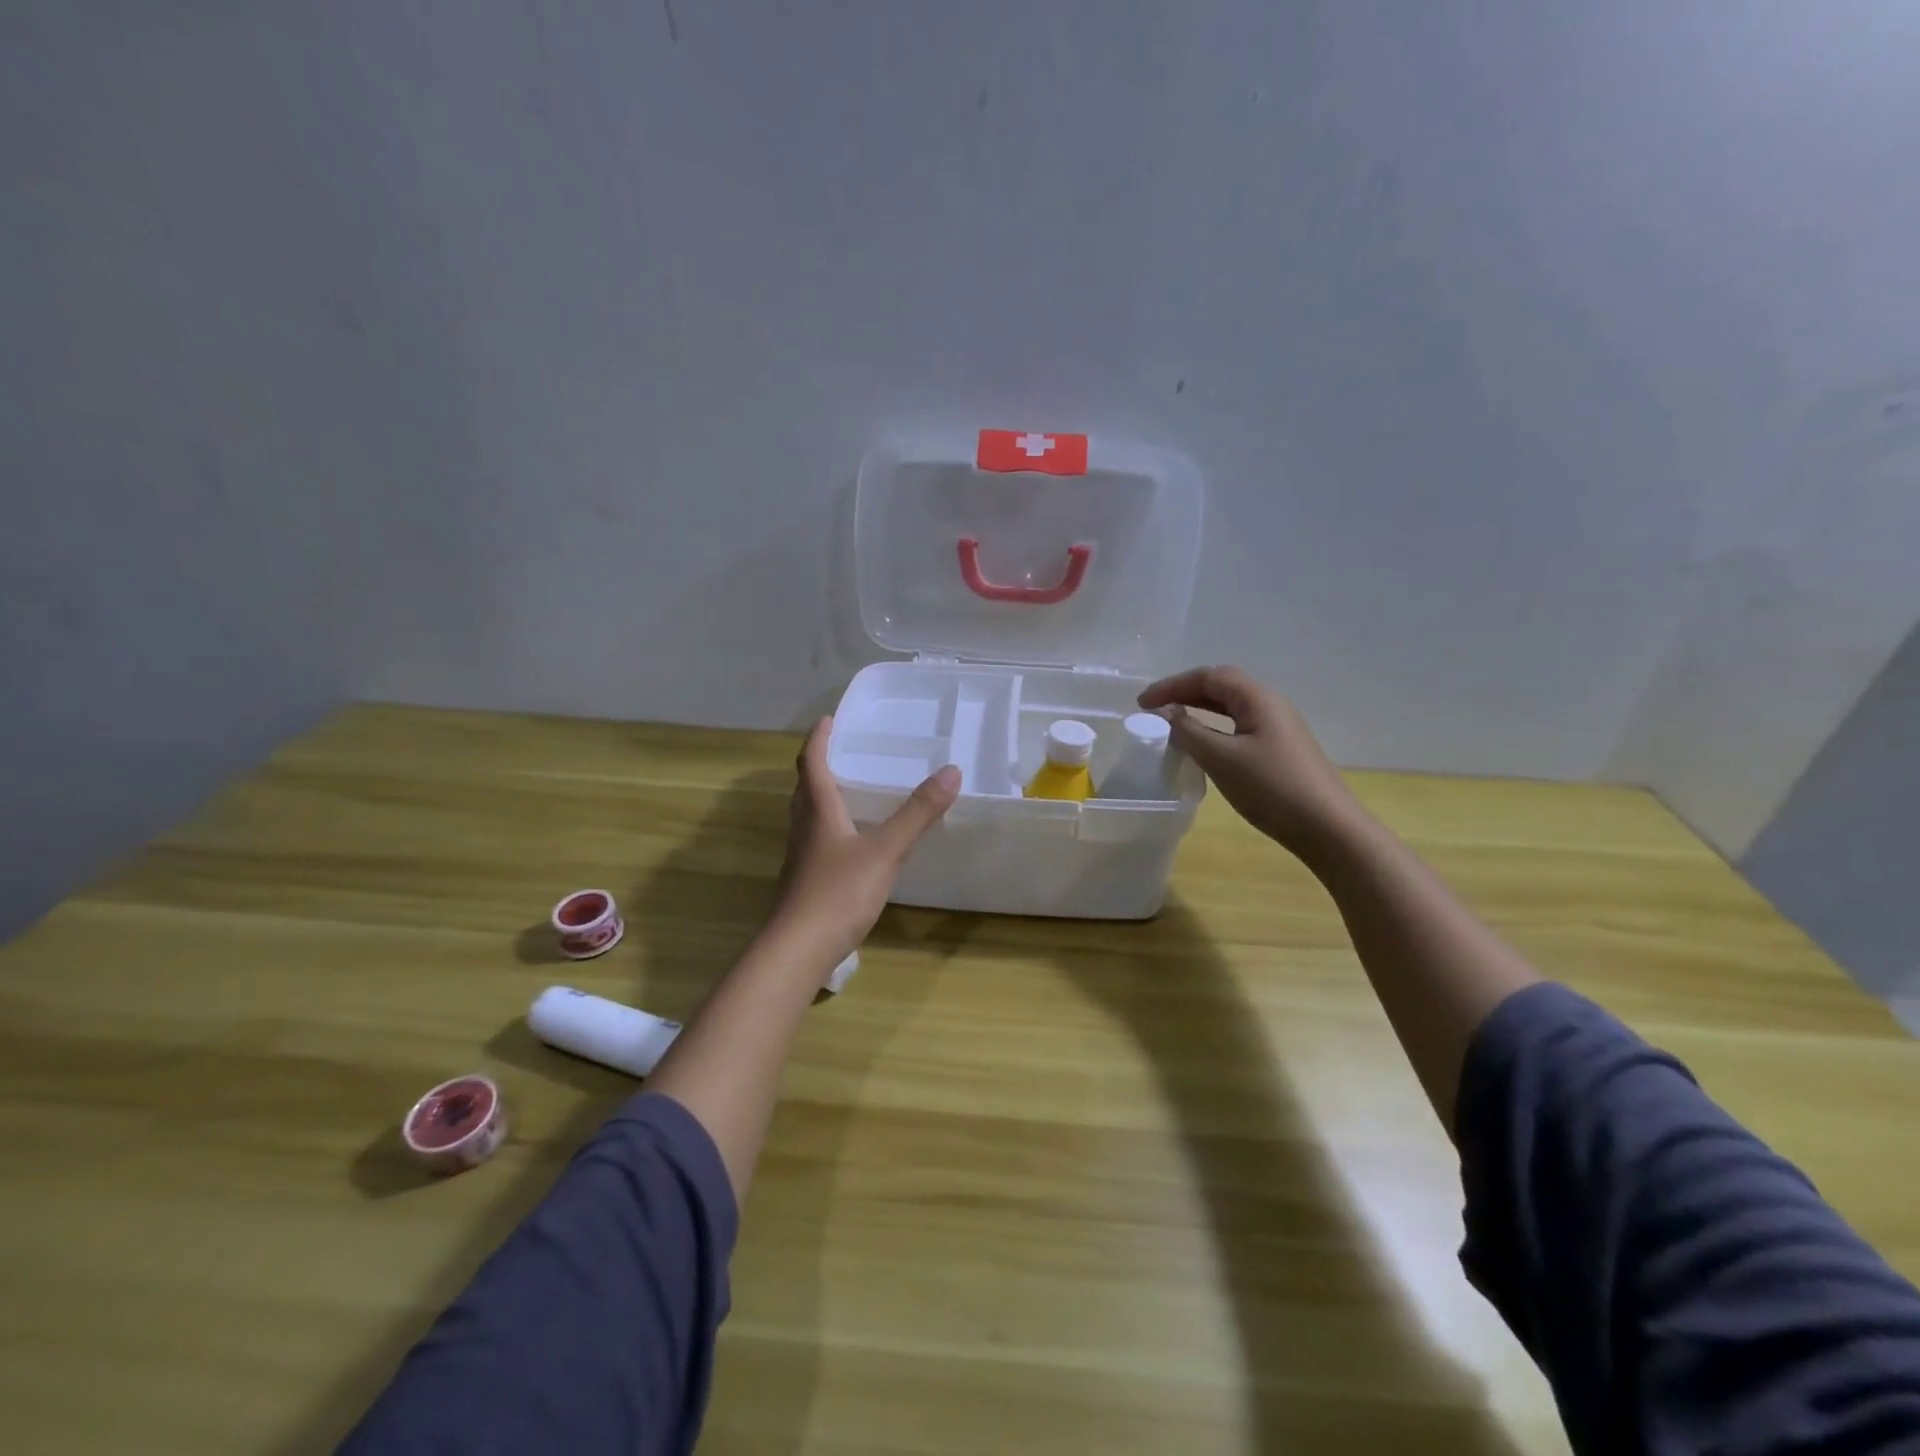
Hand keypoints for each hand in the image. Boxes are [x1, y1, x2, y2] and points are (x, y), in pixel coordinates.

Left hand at [769, 718, 960, 964]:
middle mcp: (804, 828)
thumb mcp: (885, 850)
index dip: (818, 739)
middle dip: (819, 765)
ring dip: (822, 797)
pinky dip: (830, 828)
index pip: (811, 763)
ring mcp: (801, 858)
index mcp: (818, 811)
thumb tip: (951, 771)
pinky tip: (851, 844)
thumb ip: (917, 813)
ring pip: (808, 816)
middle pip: (805, 788)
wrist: (798, 950)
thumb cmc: (839, 892)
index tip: (827, 720)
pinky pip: (816, 842)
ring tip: (850, 791)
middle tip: (841, 751)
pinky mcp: (804, 882)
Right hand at [1138, 666, 1361, 861]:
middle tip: (1154, 710)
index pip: (1209, 676)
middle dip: (1185, 692)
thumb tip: (1166, 713)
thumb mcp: (1222, 759)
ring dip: (1199, 710)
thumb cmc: (1272, 788)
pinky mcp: (1281, 750)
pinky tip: (1204, 746)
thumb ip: (1189, 731)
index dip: (1172, 685)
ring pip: (1232, 707)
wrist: (1329, 828)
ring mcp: (1279, 728)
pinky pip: (1239, 726)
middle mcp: (1271, 705)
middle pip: (1222, 686)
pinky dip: (1214, 728)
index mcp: (1258, 699)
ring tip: (1172, 724)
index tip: (1142, 703)